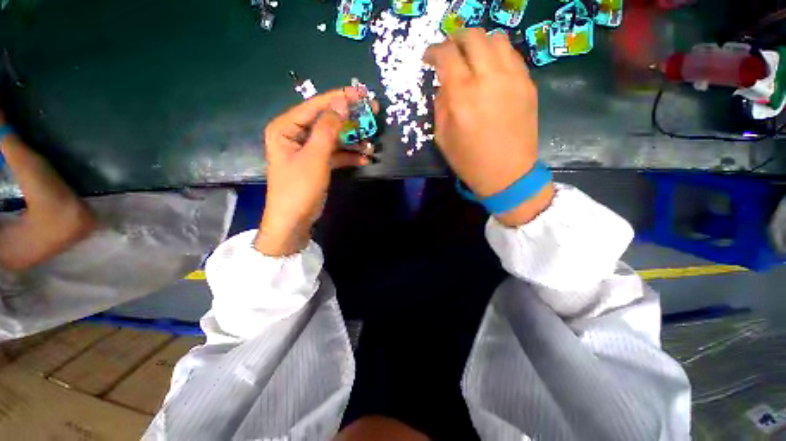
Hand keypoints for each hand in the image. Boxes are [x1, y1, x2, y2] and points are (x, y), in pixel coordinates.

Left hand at [256, 87, 375, 255]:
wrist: (294, 220)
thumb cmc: (299, 187)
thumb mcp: (315, 157)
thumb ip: (328, 128)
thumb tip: (342, 102)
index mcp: (286, 127)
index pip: (316, 106)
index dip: (339, 98)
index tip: (362, 93)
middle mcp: (296, 135)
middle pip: (327, 121)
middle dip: (351, 120)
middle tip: (373, 113)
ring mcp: (308, 150)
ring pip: (334, 138)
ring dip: (353, 141)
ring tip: (372, 144)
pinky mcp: (318, 163)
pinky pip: (336, 154)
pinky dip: (350, 156)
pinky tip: (364, 159)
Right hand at [424, 29, 553, 226]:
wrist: (507, 174)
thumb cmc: (469, 161)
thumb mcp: (442, 137)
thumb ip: (440, 105)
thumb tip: (444, 84)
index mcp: (462, 96)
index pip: (446, 54)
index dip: (433, 51)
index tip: (429, 58)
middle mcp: (488, 79)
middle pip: (473, 36)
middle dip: (456, 39)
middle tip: (449, 52)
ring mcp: (513, 78)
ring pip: (496, 38)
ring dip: (478, 43)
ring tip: (471, 58)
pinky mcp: (528, 84)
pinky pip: (512, 55)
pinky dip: (496, 55)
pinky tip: (490, 70)